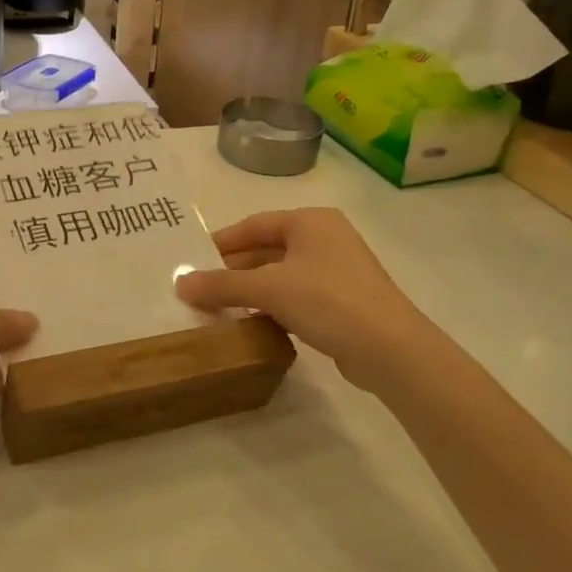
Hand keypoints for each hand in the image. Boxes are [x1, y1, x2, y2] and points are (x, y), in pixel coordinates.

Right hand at [174, 208, 423, 385]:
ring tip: (218, 307)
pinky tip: (252, 323)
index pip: (253, 225)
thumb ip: (222, 285)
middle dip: (233, 269)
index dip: (221, 242)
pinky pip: (297, 295)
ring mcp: (338, 271)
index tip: (192, 260)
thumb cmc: (328, 301)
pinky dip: (273, 305)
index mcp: (310, 221)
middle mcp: (325, 238)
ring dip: (251, 290)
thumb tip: (180, 283)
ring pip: (281, 274)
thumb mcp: (268, 289)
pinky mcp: (344, 302)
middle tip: (199, 287)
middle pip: (266, 249)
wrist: (391, 350)